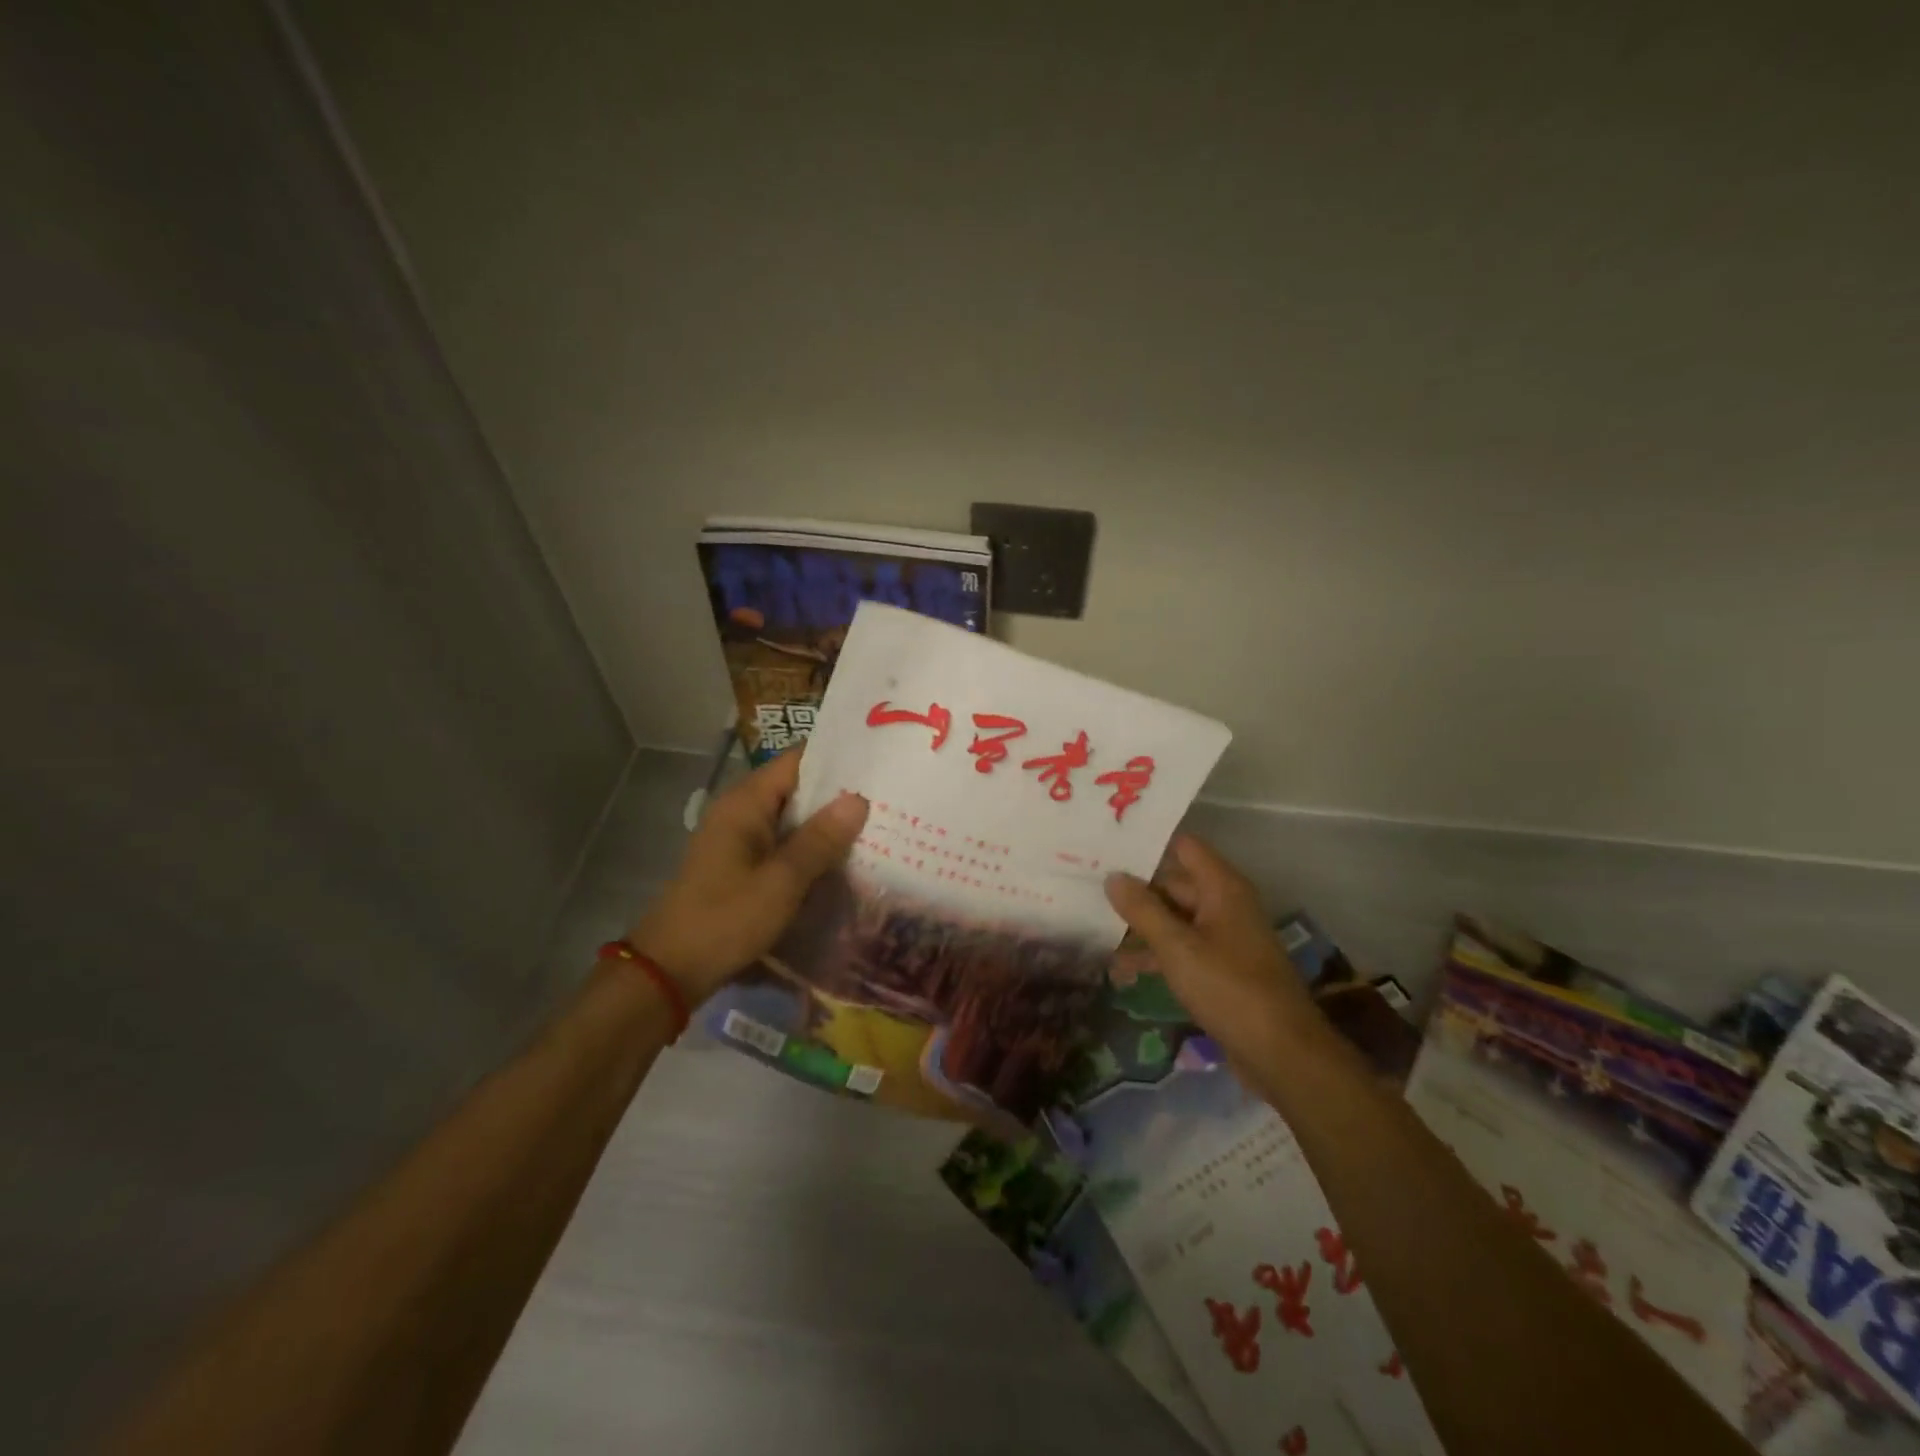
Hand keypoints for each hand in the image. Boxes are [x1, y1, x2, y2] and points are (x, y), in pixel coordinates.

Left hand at [628, 750, 867, 1004]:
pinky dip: (810, 849)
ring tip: (879, 827)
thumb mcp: (782, 881)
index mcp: (745, 803)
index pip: (797, 761)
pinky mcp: (742, 866)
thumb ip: (820, 839)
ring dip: (827, 825)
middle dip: (839, 796)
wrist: (670, 971)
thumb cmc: (726, 919)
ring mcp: (739, 840)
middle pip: (797, 789)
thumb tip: (859, 798)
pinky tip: (844, 861)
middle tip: (890, 799)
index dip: (837, 760)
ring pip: (793, 820)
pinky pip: (784, 845)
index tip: (879, 763)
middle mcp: (741, 812)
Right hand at [1104, 834, 1323, 1067]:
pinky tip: (1122, 970)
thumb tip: (1113, 876)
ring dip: (1140, 926)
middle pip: (1174, 884)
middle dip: (1135, 889)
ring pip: (1174, 919)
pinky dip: (1156, 954)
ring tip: (1095, 930)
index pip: (1183, 847)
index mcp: (1222, 888)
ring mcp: (1224, 938)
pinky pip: (1182, 949)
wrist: (1282, 1054)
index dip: (1148, 845)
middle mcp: (1225, 905)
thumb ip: (1143, 910)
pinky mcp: (1221, 969)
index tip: (1108, 847)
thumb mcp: (1177, 948)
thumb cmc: (1229, 989)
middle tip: (1087, 889)